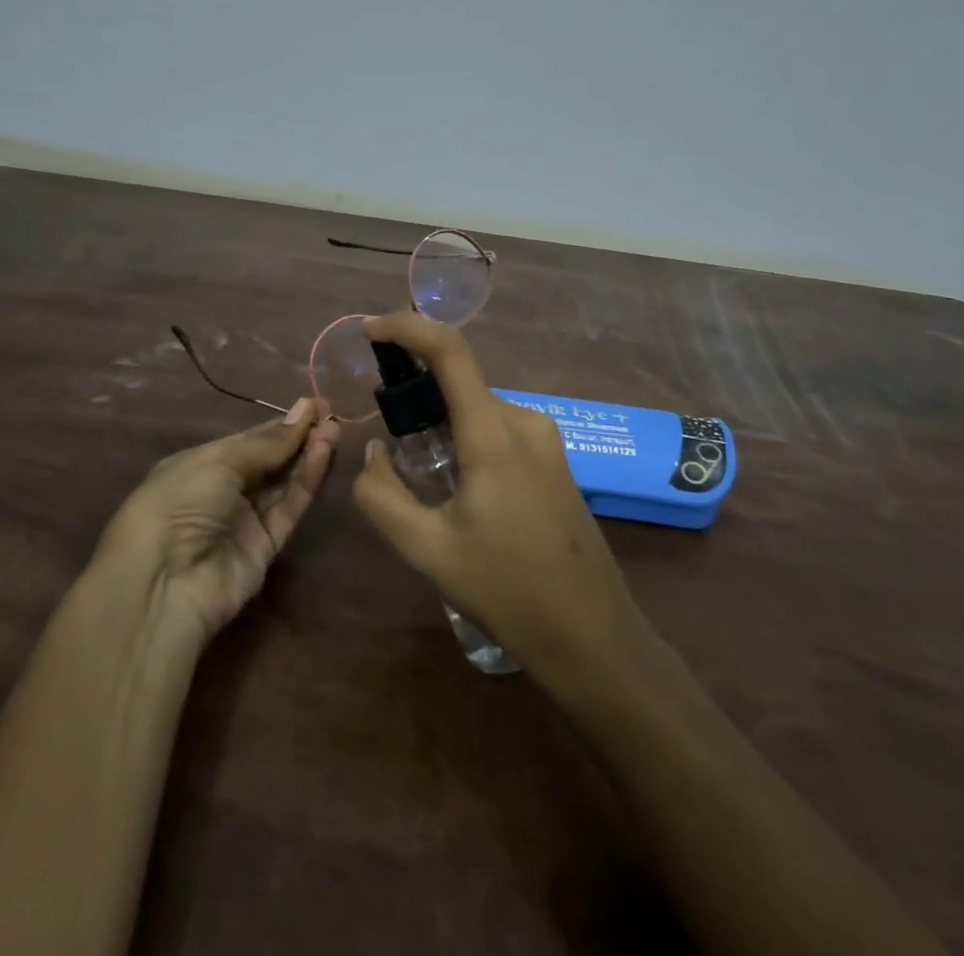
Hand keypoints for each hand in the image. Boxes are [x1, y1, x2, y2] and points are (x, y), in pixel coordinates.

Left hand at [97, 399, 339, 649]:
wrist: (164, 583)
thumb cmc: (180, 502)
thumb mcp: (219, 461)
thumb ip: (267, 443)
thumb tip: (304, 411)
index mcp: (201, 464)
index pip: (249, 439)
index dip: (280, 423)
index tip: (313, 404)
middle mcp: (223, 490)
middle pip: (270, 459)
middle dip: (298, 435)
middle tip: (330, 412)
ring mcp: (245, 519)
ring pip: (284, 481)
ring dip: (308, 454)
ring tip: (334, 427)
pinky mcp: (266, 546)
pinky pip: (290, 507)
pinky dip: (308, 481)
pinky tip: (324, 453)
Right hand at [353, 313, 644, 679]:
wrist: (594, 636)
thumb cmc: (508, 591)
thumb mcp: (427, 550)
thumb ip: (382, 496)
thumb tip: (374, 453)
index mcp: (493, 434)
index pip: (449, 349)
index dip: (407, 327)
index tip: (369, 331)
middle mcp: (523, 421)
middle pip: (459, 380)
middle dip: (415, 390)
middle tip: (385, 432)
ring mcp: (545, 439)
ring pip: (476, 407)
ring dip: (439, 420)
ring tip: (418, 475)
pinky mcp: (553, 459)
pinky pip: (497, 428)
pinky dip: (464, 436)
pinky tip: (455, 489)